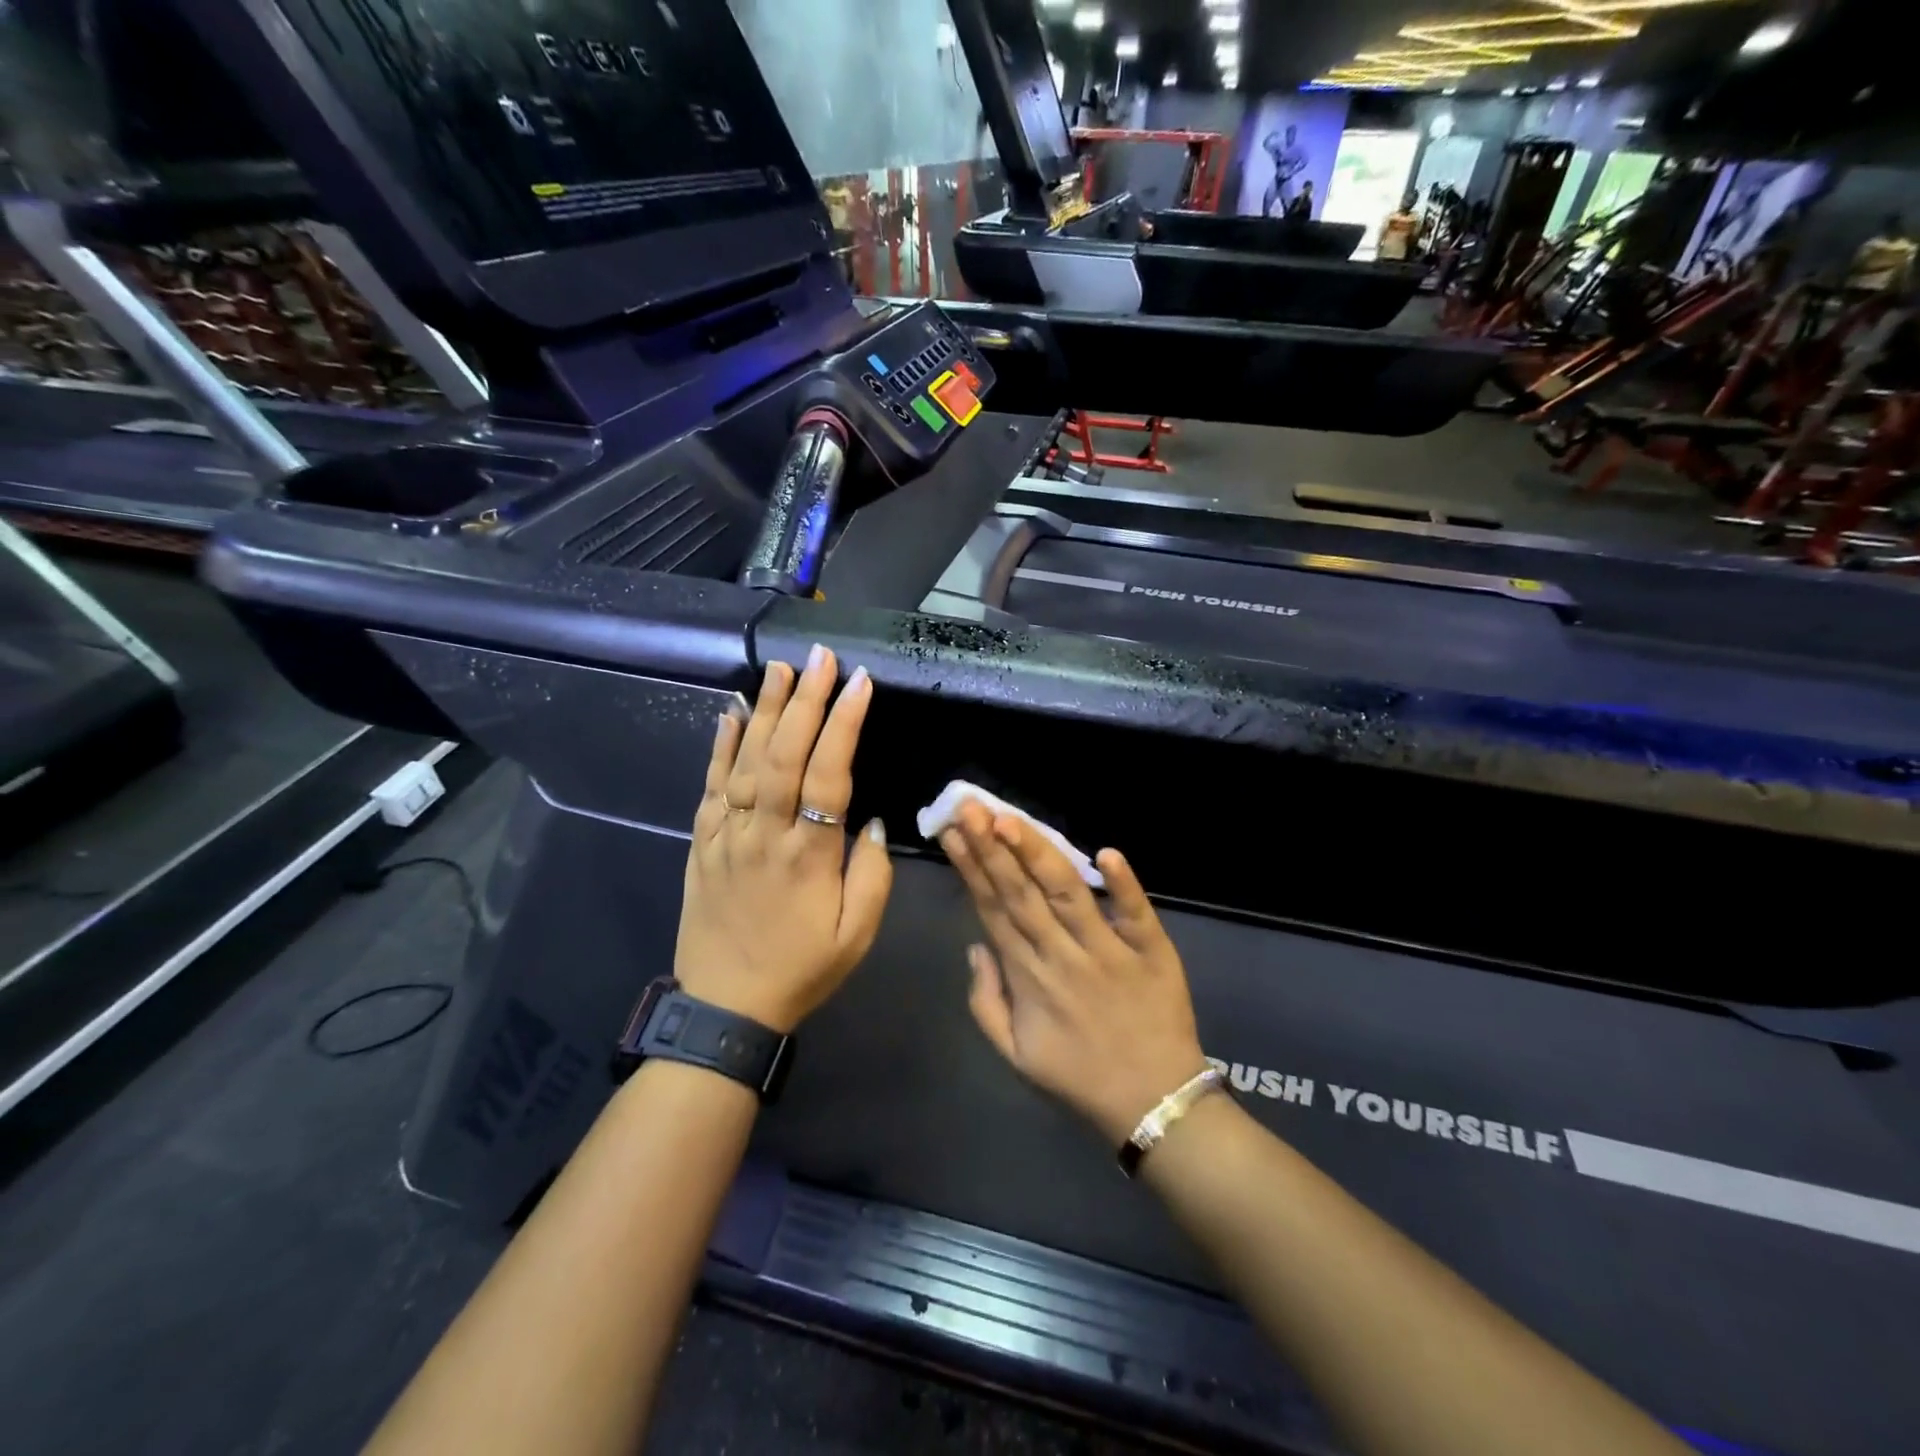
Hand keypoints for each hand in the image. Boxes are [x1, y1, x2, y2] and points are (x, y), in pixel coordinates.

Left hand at [675, 646, 892, 1032]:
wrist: (725, 1007)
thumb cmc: (802, 969)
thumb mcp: (857, 934)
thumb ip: (872, 873)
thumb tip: (871, 819)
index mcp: (808, 855)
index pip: (828, 774)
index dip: (844, 724)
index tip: (859, 682)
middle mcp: (763, 834)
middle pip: (784, 755)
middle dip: (806, 701)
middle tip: (821, 657)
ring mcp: (725, 836)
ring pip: (744, 761)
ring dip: (764, 711)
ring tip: (781, 670)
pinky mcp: (701, 844)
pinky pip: (709, 787)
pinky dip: (719, 747)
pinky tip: (730, 714)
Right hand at [941, 802, 1207, 1145]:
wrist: (1154, 1104)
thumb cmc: (1080, 1075)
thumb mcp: (1015, 1053)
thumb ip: (985, 1000)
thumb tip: (975, 945)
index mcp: (1027, 976)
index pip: (992, 909)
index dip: (971, 868)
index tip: (953, 831)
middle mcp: (1061, 955)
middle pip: (1021, 893)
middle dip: (992, 847)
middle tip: (970, 805)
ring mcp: (1107, 951)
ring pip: (1066, 893)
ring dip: (1037, 854)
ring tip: (1010, 819)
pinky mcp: (1152, 951)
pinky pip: (1135, 913)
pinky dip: (1123, 884)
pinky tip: (1106, 851)